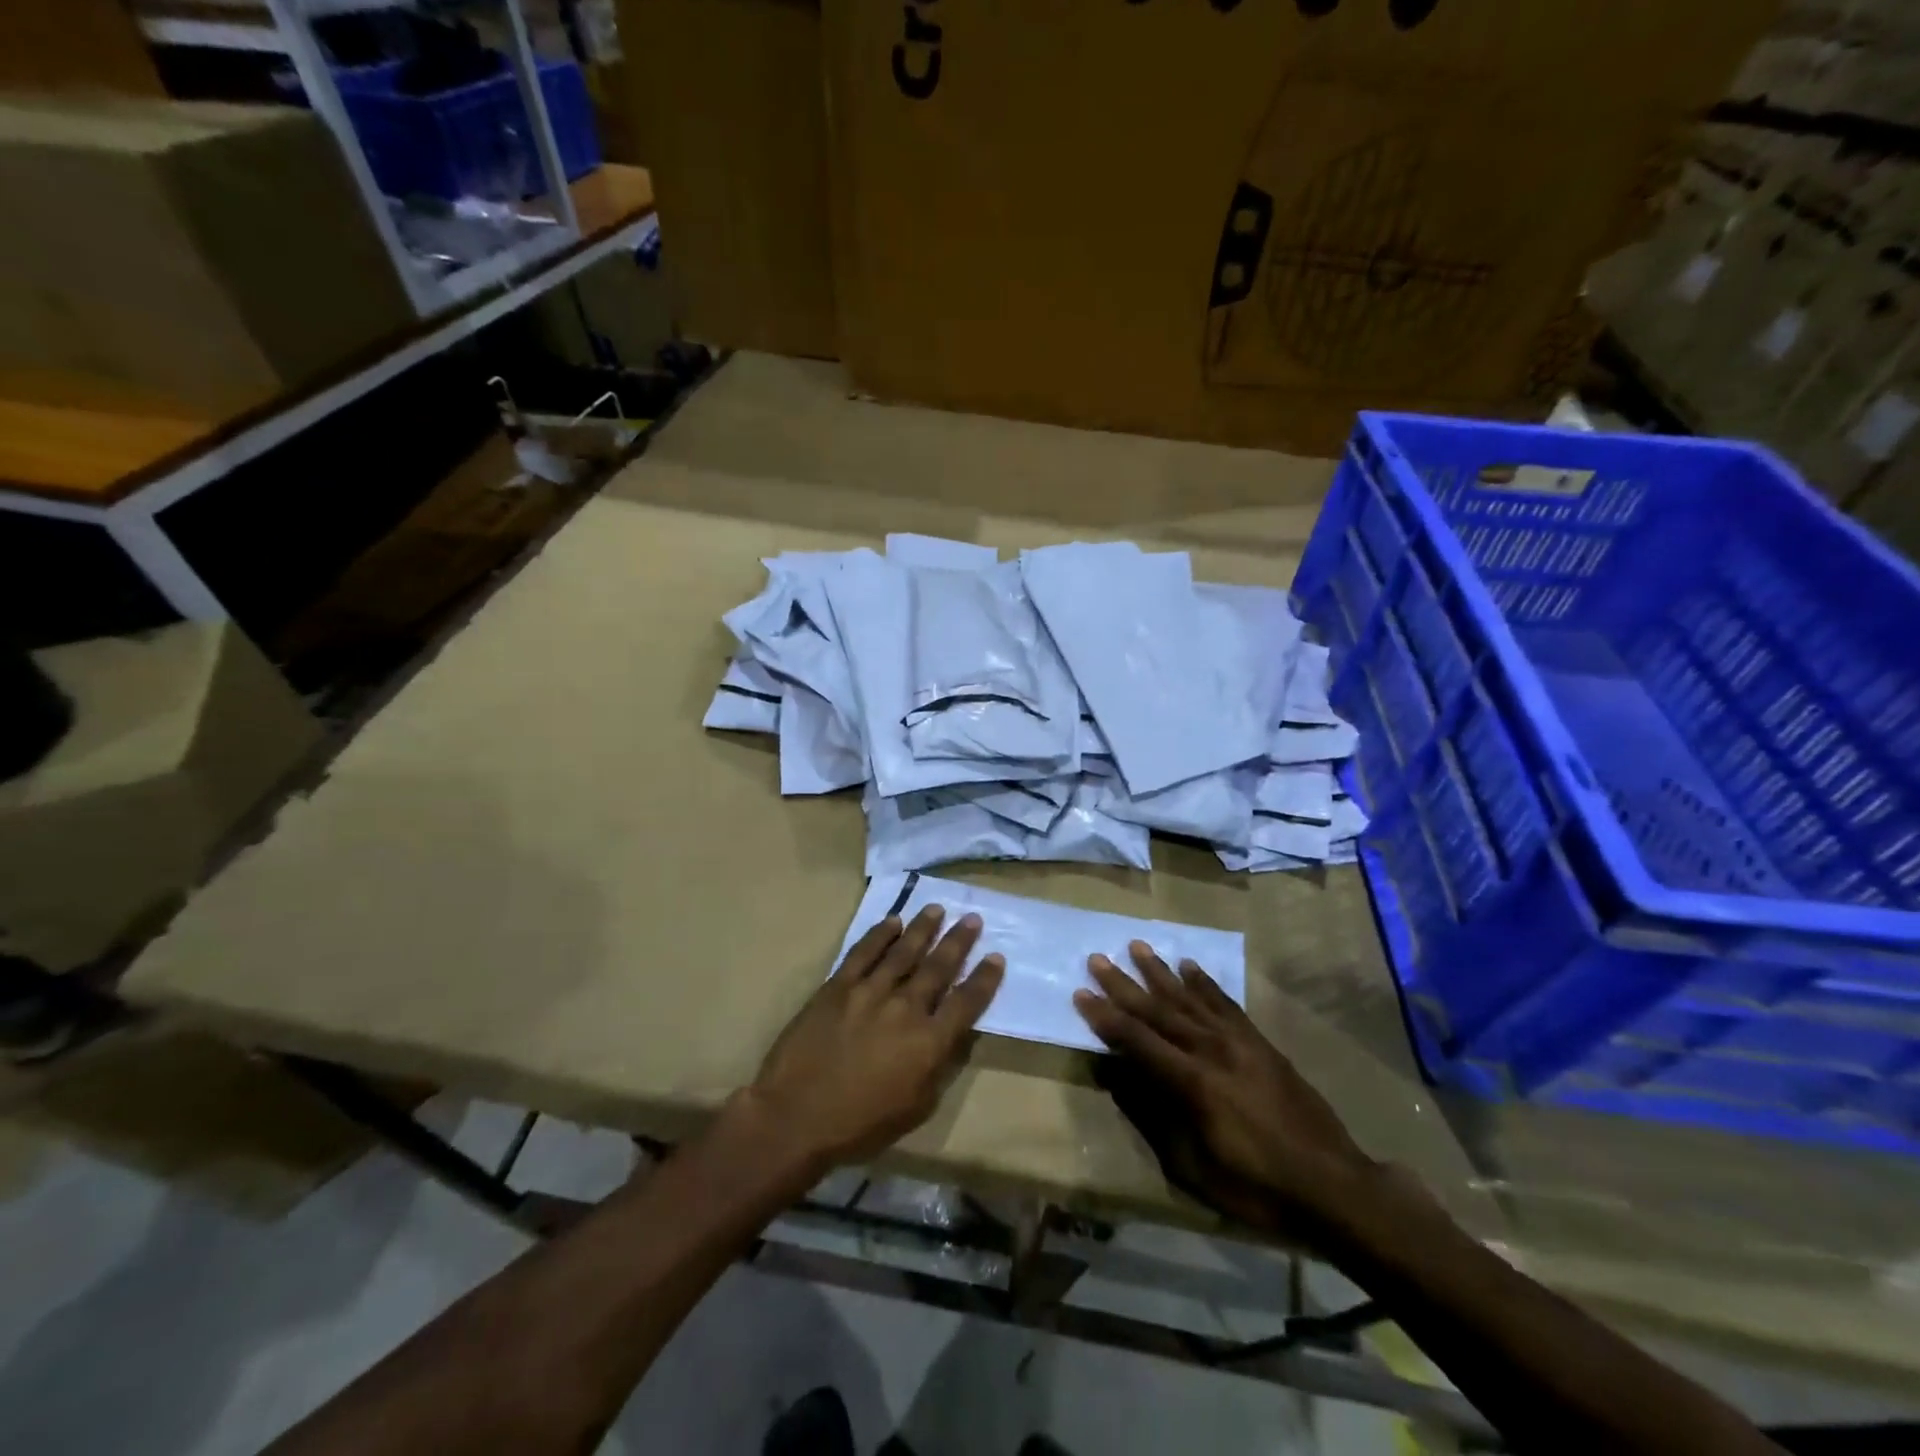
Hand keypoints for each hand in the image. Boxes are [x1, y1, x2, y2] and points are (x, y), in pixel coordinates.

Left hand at [742, 905, 1004, 1173]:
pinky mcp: (838, 986)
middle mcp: (905, 1008)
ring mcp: (869, 992)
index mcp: (929, 1042)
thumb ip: (939, 1067)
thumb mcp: (916, 1107)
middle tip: (973, 918)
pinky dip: (880, 934)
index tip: (996, 956)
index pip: (967, 1002)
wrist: (795, 1117)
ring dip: (922, 928)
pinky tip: (892, 921)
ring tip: (936, 909)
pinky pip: (863, 952)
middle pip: (938, 967)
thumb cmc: (859, 1125)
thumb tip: (955, 1035)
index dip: (985, 978)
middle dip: (958, 941)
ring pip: (903, 951)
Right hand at [1073, 942, 1371, 1234]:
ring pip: (1189, 997)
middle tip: (1097, 958)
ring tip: (1137, 946)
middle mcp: (1210, 1050)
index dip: (1104, 1018)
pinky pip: (1225, 1003)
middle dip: (1123, 984)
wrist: (1331, 1184)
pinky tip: (1189, 966)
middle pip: (1158, 1010)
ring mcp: (1238, 1042)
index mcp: (1191, 1083)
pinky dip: (1204, 982)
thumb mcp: (1192, 1166)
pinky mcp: (1259, 1042)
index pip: (1136, 1041)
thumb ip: (1153, 1116)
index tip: (1081, 993)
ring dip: (1160, 972)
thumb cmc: (1255, 1186)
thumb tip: (1119, 1077)